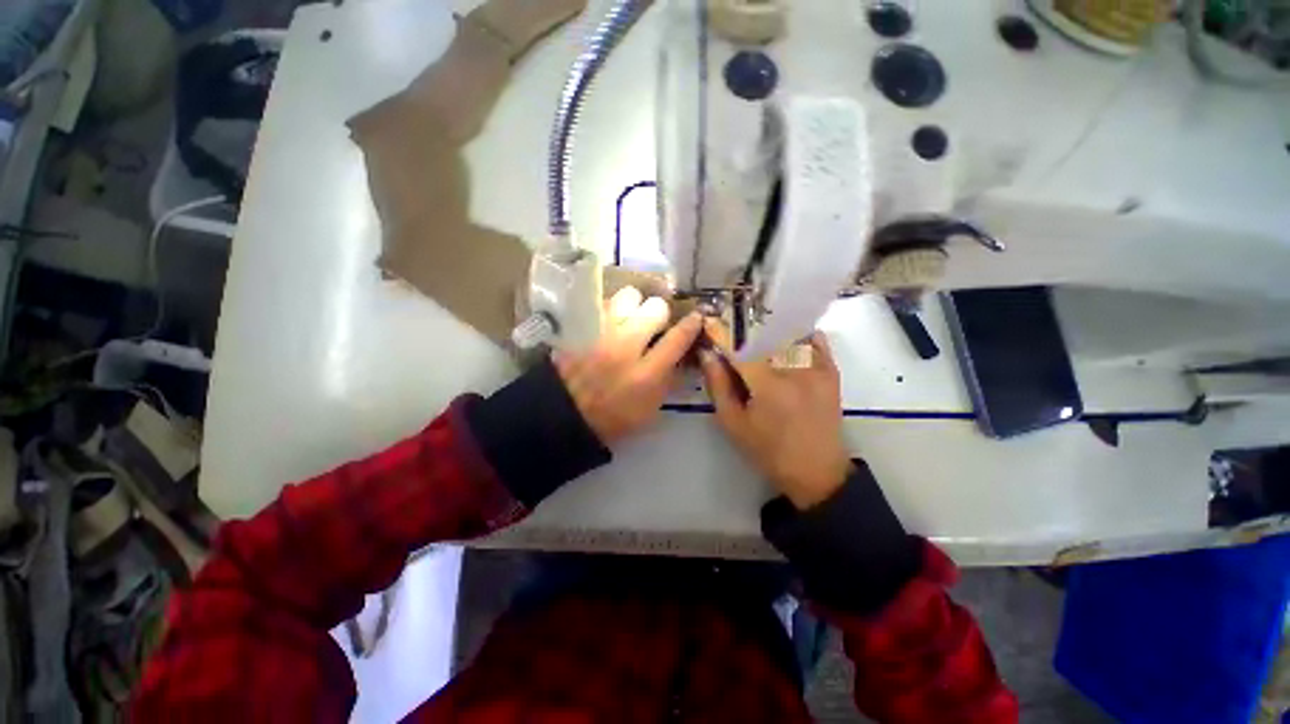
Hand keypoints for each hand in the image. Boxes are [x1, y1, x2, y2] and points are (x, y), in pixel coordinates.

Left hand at [554, 286, 702, 443]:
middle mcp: (625, 346)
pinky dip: (613, 309)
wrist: (566, 413)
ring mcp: (600, 332)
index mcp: (646, 373)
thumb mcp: (651, 407)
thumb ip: (669, 377)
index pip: (678, 337)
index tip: (696, 317)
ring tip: (631, 319)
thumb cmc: (613, 416)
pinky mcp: (580, 326)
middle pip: (655, 307)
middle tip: (655, 324)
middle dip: (660, 314)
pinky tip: (611, 323)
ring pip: (628, 295)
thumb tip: (681, 350)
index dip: (692, 324)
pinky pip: (604, 302)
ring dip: (635, 305)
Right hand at [699, 321, 851, 509]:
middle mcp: (795, 368)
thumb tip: (707, 354)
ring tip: (754, 335)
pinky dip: (797, 336)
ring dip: (769, 330)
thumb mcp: (732, 423)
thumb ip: (717, 385)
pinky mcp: (832, 371)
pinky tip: (783, 342)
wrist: (816, 471)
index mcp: (767, 384)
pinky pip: (814, 340)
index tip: (708, 323)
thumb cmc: (767, 450)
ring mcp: (817, 367)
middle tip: (728, 331)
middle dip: (743, 329)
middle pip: (764, 334)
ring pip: (789, 333)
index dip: (721, 332)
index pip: (739, 346)